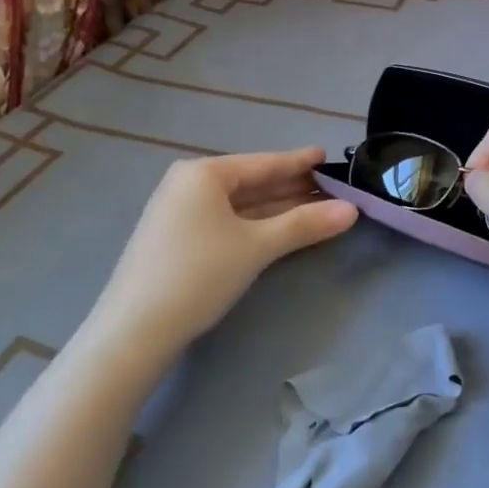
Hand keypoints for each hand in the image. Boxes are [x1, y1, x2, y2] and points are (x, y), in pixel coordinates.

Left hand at [90, 147, 356, 353]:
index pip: (263, 163)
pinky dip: (257, 224)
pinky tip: (281, 229)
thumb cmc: (199, 273)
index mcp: (203, 174)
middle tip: (332, 188)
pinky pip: (227, 222)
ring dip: (278, 208)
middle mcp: (189, 185)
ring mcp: (180, 214)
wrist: (136, 330)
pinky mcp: (178, 241)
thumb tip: (352, 210)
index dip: (299, 162)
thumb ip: (305, 224)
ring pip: (240, 205)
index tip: (328, 156)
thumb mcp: (257, 246)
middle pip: (251, 182)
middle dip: (292, 187)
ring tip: (317, 207)